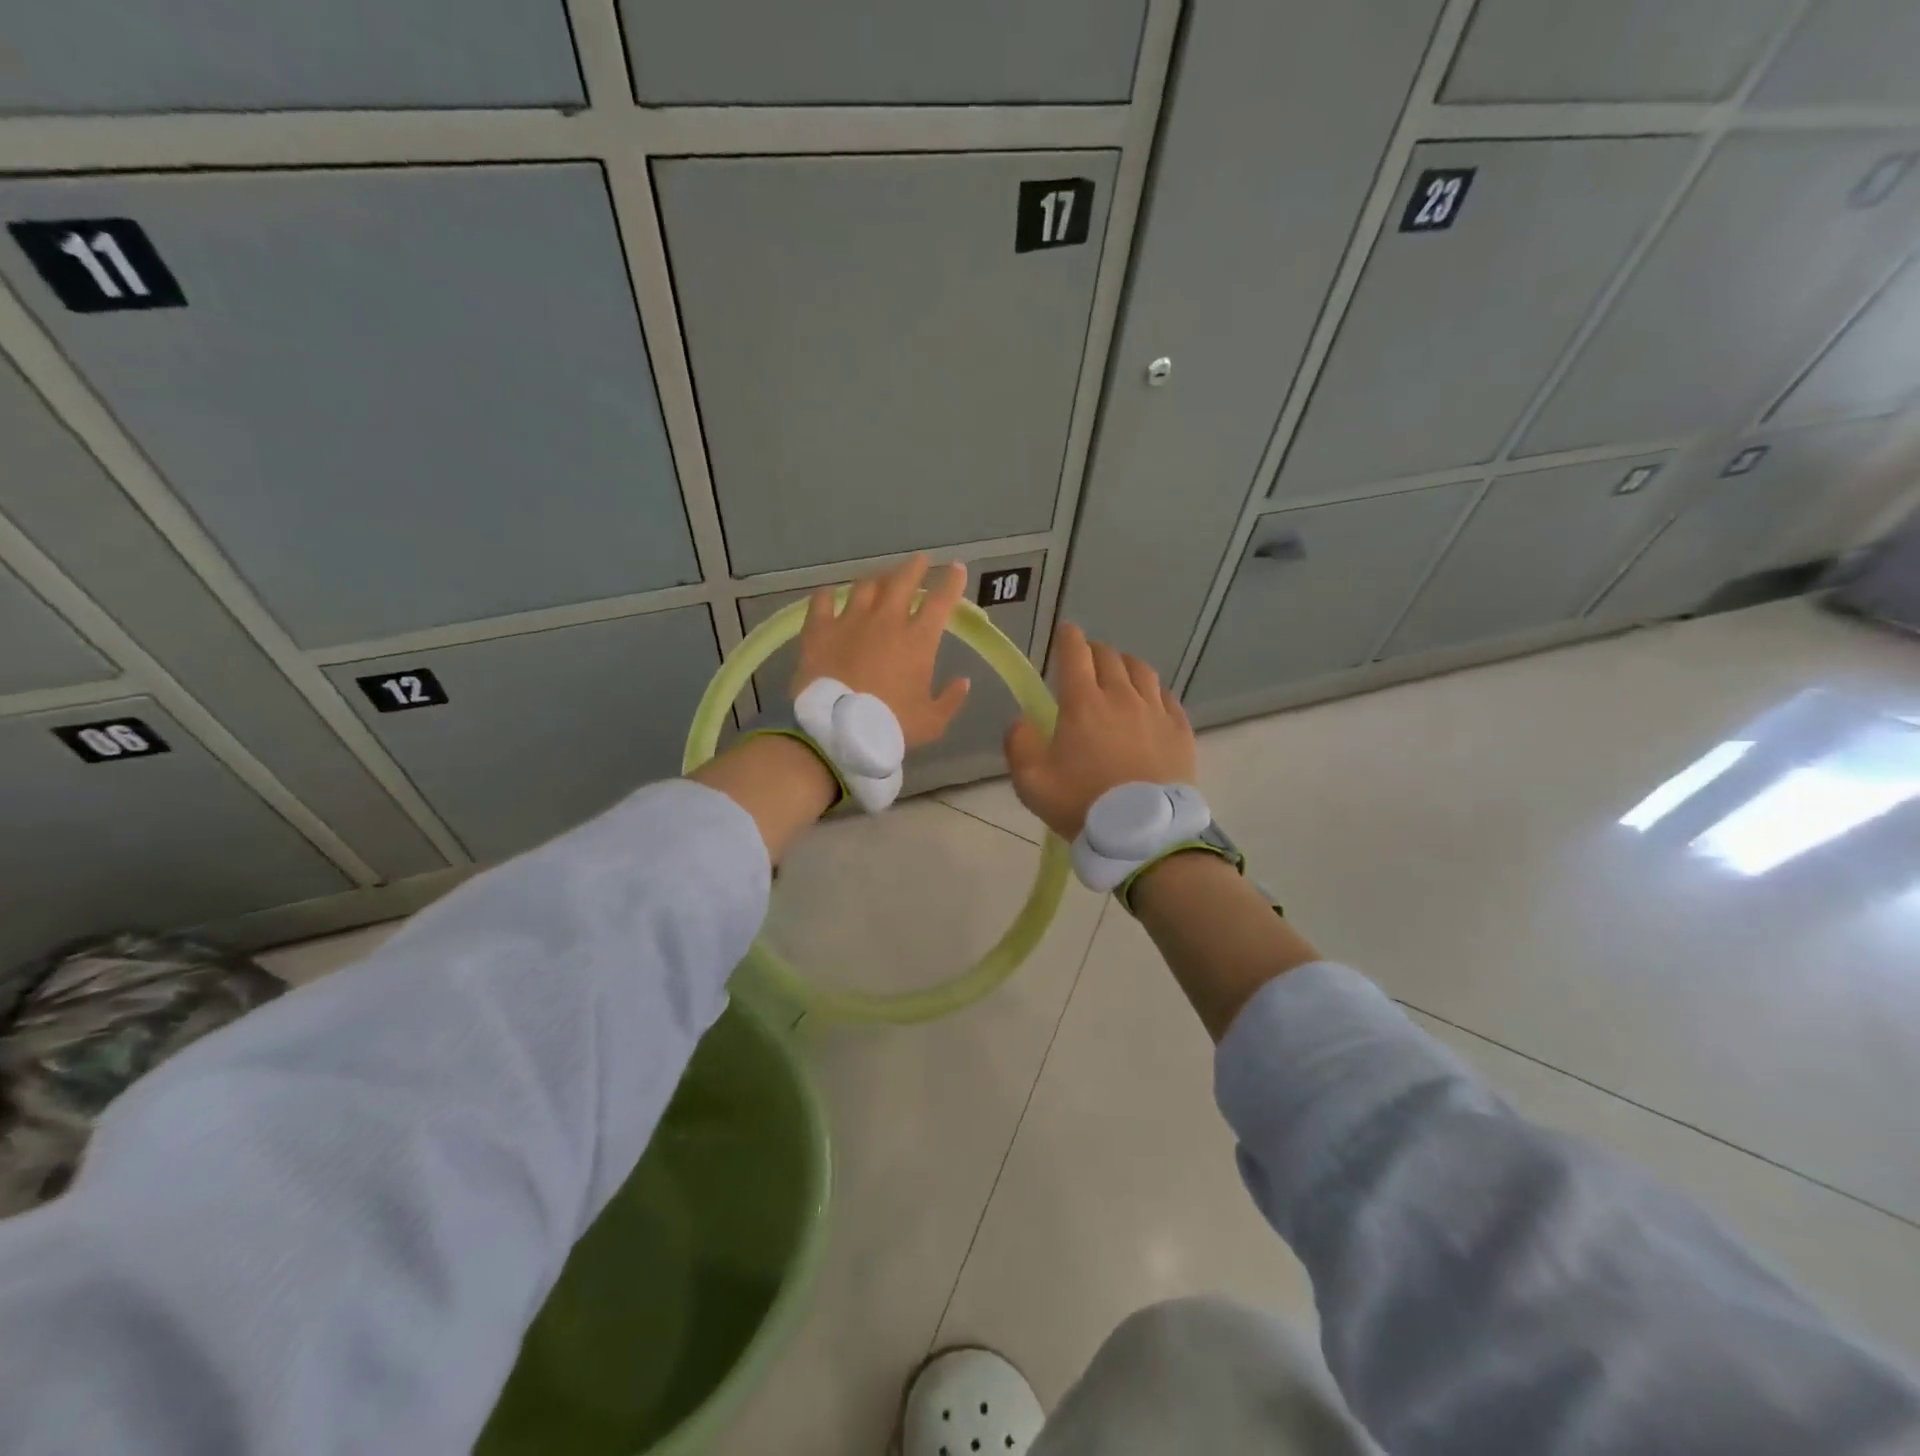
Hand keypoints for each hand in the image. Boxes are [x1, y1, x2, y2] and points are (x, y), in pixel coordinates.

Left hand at [793, 554, 971, 748]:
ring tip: (879, 578)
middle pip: (903, 581)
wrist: (838, 730)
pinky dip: (828, 595)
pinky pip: (822, 601)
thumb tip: (964, 681)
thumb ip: (951, 699)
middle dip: (914, 567)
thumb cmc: (891, 726)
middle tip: (920, 560)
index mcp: (918, 639)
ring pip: (865, 586)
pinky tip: (829, 594)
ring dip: (876, 579)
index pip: (941, 600)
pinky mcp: (819, 629)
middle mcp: (886, 620)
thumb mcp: (932, 722)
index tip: (957, 568)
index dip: (952, 581)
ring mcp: (850, 620)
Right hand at [1004, 622, 1195, 841]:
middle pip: (1109, 657)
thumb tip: (1022, 720)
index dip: (1068, 638)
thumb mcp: (1032, 782)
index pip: (1075, 653)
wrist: (1143, 835)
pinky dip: (1152, 690)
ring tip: (1118, 675)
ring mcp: (1155, 711)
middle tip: (1086, 661)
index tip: (1065, 633)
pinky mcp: (1179, 729)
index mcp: (1083, 703)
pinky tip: (1148, 701)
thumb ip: (1019, 744)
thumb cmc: (1082, 805)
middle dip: (1094, 652)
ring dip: (1125, 665)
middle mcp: (1121, 696)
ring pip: (1141, 670)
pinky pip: (1166, 696)